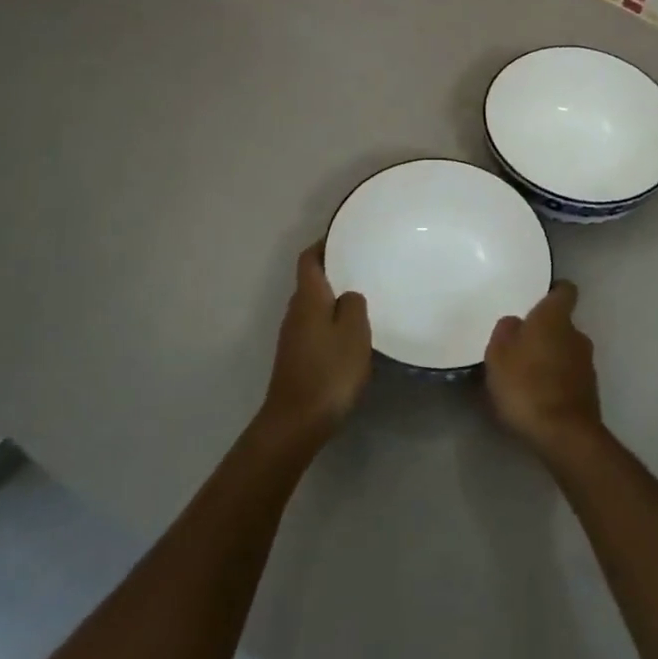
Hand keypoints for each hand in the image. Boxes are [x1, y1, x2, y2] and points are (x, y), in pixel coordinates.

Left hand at [260, 242, 371, 447]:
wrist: (296, 422)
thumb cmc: (329, 371)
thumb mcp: (353, 332)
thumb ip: (353, 305)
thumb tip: (347, 296)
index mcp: (308, 298)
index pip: (309, 258)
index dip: (324, 244)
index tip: (346, 236)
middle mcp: (295, 311)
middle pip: (312, 281)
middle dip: (334, 271)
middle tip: (364, 266)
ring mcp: (293, 336)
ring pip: (315, 306)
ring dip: (334, 299)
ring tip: (364, 297)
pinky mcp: (297, 357)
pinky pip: (316, 327)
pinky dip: (332, 322)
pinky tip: (352, 334)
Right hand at [485, 282, 602, 458]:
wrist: (563, 435)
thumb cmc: (526, 384)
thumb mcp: (498, 354)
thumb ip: (505, 331)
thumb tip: (515, 323)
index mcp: (555, 318)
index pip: (565, 290)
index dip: (554, 290)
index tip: (540, 296)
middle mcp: (577, 335)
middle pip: (562, 324)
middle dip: (545, 332)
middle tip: (520, 344)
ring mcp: (587, 365)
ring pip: (566, 351)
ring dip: (551, 358)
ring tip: (526, 375)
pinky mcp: (590, 392)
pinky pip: (569, 377)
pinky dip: (556, 381)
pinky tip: (538, 397)